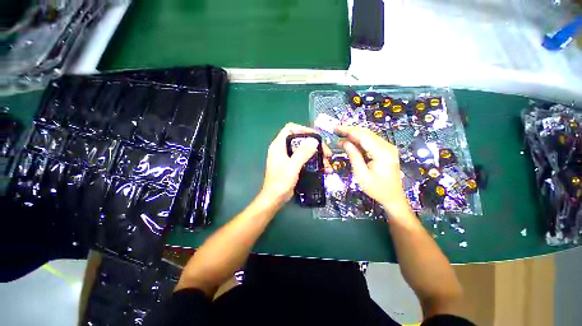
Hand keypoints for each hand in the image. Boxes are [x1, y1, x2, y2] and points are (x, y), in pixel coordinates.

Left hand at [260, 123, 331, 206]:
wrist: (274, 199)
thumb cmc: (280, 183)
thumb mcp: (292, 167)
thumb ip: (302, 153)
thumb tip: (314, 140)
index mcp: (279, 145)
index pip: (290, 129)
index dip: (304, 130)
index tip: (317, 137)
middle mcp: (283, 149)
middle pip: (300, 139)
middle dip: (315, 145)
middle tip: (327, 153)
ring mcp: (287, 157)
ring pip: (304, 149)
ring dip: (316, 154)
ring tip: (328, 163)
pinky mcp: (291, 164)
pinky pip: (304, 158)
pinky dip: (313, 161)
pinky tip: (322, 168)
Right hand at [336, 125, 411, 217]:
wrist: (393, 198)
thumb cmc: (377, 189)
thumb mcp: (361, 174)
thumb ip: (354, 156)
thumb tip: (345, 143)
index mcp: (382, 153)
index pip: (363, 136)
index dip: (348, 130)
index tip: (336, 128)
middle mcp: (387, 147)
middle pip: (366, 133)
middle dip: (350, 131)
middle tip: (336, 130)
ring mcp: (388, 148)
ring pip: (368, 136)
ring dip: (354, 135)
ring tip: (340, 137)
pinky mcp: (386, 151)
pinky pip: (371, 142)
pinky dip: (360, 141)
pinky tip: (350, 142)